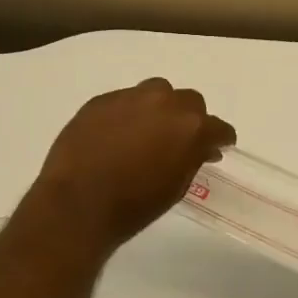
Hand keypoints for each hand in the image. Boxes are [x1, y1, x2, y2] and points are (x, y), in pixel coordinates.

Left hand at [30, 78, 235, 250]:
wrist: (78, 204)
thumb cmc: (134, 205)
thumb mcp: (176, 187)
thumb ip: (192, 159)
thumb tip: (200, 149)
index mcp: (191, 128)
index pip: (218, 127)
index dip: (219, 138)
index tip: (216, 148)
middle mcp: (165, 103)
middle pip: (189, 101)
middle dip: (189, 119)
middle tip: (179, 140)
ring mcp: (131, 97)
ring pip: (156, 92)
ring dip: (159, 108)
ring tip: (147, 132)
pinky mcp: (101, 100)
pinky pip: (123, 100)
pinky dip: (127, 114)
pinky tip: (116, 135)